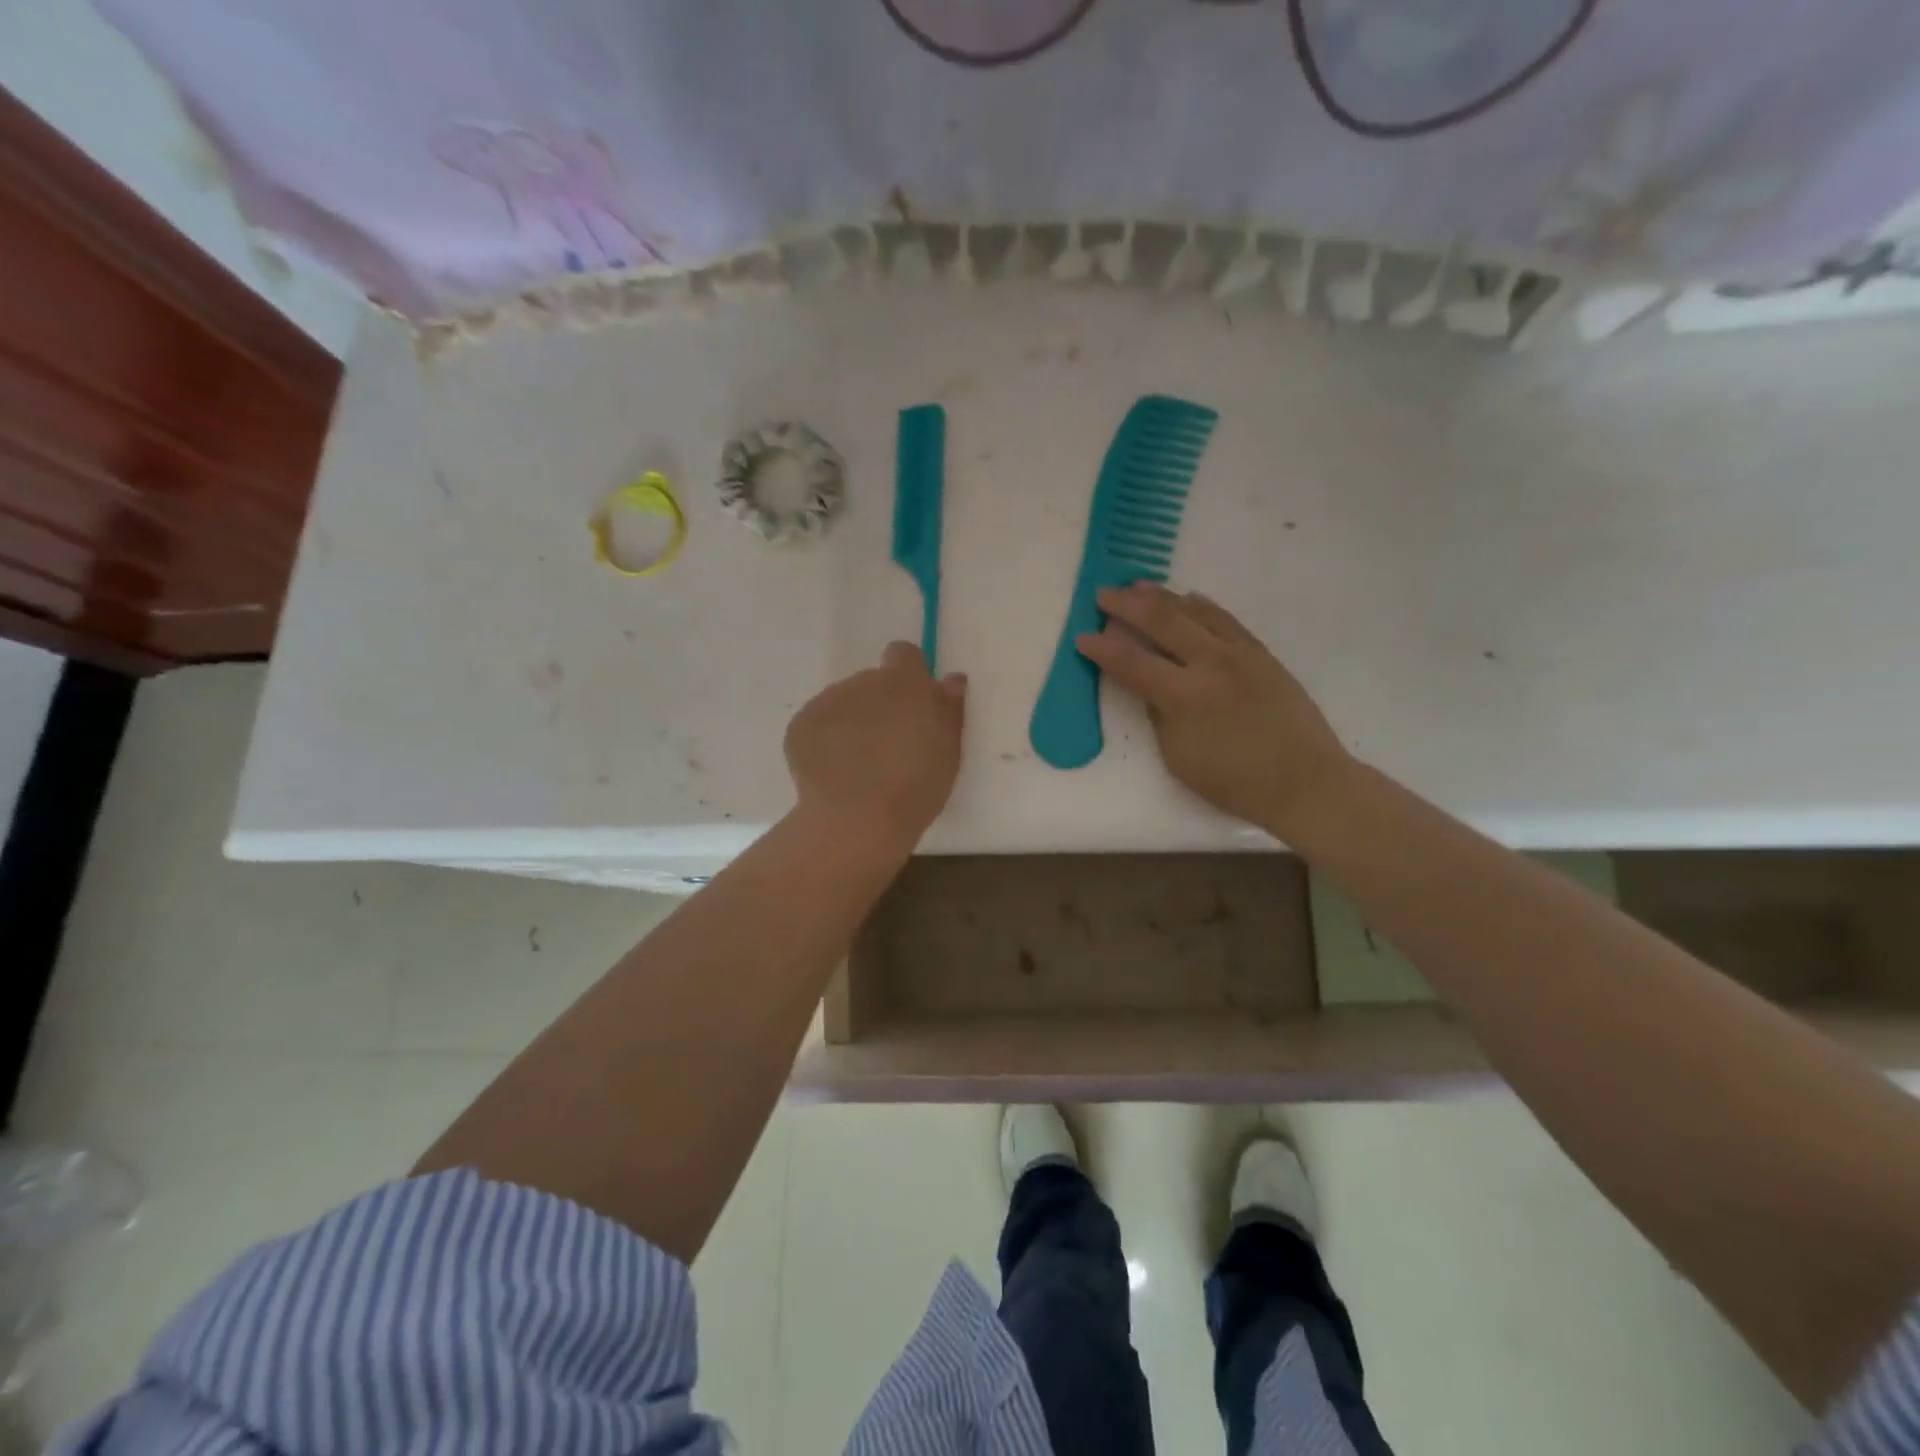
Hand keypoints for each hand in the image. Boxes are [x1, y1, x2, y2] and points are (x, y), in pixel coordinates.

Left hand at [784, 642, 965, 851]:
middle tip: (889, 747)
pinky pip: (818, 724)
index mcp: (903, 683)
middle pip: (872, 683)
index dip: (909, 674)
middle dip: (880, 706)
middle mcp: (862, 681)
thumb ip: (949, 708)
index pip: (903, 653)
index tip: (914, 705)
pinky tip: (835, 772)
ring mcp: (827, 702)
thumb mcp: (948, 750)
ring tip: (860, 765)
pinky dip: (826, 741)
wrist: (856, 819)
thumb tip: (951, 679)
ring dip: (853, 722)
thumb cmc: (915, 786)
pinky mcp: (799, 726)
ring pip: (844, 703)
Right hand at [1076, 583, 1353, 835]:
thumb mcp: (1179, 758)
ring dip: (1161, 596)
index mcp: (1185, 697)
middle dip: (1126, 604)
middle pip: (1161, 621)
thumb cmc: (1235, 782)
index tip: (1081, 637)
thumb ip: (1159, 715)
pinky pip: (1224, 618)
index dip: (1102, 648)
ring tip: (1136, 585)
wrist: (1305, 782)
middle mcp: (1211, 664)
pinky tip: (1186, 597)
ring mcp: (1240, 653)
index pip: (1131, 662)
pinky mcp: (1261, 653)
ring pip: (1194, 611)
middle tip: (1102, 594)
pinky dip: (1200, 604)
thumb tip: (1148, 686)